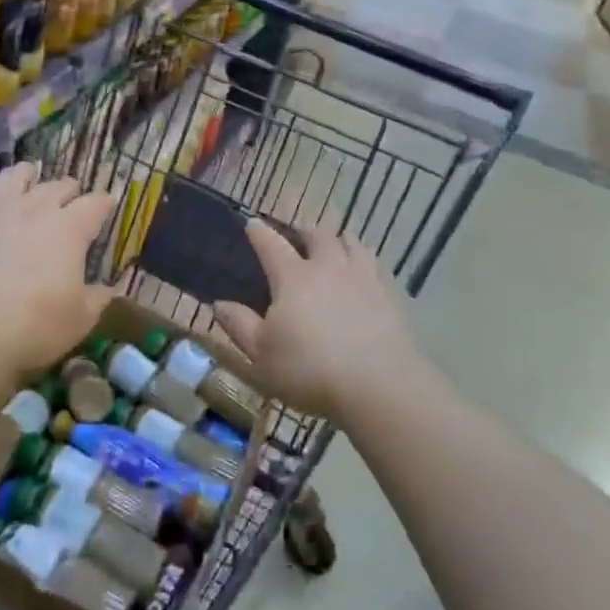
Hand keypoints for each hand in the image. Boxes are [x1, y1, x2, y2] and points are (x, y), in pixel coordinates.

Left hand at [0, 162, 114, 377]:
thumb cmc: (33, 325)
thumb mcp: (78, 321)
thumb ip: (97, 299)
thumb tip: (108, 289)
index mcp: (69, 229)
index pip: (94, 205)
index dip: (103, 202)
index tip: (107, 202)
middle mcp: (34, 207)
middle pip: (56, 186)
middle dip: (67, 188)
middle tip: (70, 193)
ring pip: (13, 177)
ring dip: (25, 173)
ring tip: (29, 172)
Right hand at [213, 222, 417, 423]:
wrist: (380, 387)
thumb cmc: (310, 371)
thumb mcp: (262, 356)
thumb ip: (239, 326)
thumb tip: (218, 304)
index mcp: (293, 277)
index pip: (271, 243)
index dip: (258, 231)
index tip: (251, 223)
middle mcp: (328, 266)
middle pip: (316, 233)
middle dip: (302, 229)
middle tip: (296, 234)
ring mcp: (363, 277)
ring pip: (351, 242)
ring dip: (338, 240)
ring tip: (333, 247)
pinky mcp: (391, 294)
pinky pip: (376, 265)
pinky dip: (365, 261)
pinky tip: (364, 274)